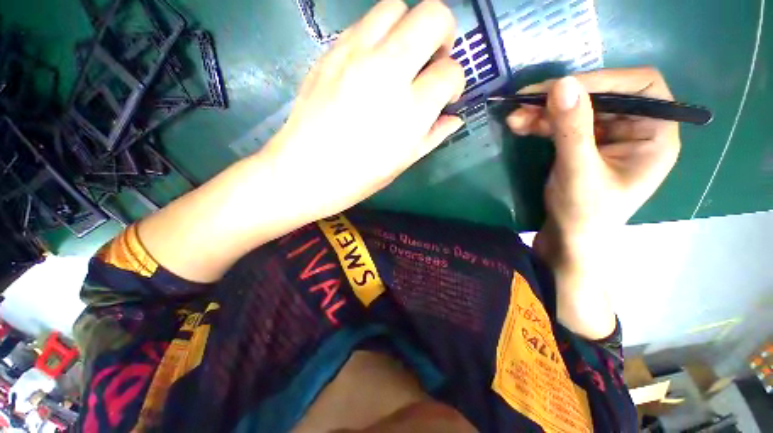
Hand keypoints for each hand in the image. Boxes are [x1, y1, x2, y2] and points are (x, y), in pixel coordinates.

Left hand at [262, 0, 464, 219]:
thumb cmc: (358, 177)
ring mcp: (355, 56)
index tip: (445, 96)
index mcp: (410, 110)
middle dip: (443, 34)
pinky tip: (372, 64)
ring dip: (408, 27)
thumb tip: (453, 118)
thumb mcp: (402, 163)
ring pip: (395, 8)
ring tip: (401, 57)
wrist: (304, 171)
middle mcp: (387, 72)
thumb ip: (433, 135)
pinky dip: (378, 36)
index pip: (450, 72)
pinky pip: (363, 24)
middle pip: (433, 16)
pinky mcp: (330, 52)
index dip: (454, 83)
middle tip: (432, 60)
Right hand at [506, 68, 680, 338]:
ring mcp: (606, 136)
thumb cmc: (584, 215)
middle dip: (561, 98)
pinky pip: (562, 124)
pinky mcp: (583, 145)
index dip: (603, 80)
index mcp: (655, 134)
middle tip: (525, 100)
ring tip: (514, 117)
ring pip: (576, 109)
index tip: (562, 88)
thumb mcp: (579, 172)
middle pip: (601, 96)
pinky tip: (520, 125)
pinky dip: (540, 123)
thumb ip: (572, 129)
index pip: (640, 86)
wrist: (568, 240)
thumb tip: (561, 84)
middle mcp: (635, 129)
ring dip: (544, 111)